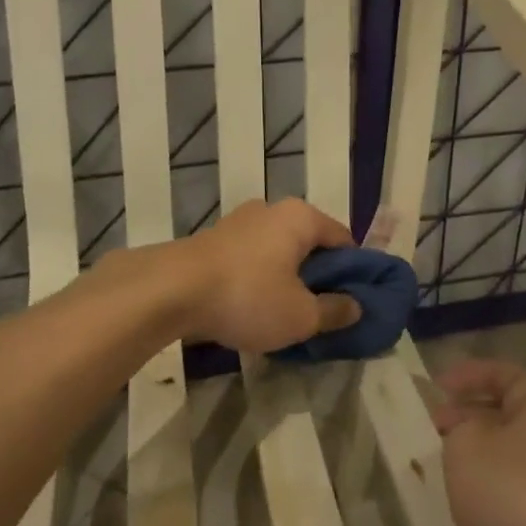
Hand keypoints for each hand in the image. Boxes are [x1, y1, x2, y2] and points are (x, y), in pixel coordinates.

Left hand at [175, 198, 362, 353]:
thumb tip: (356, 306)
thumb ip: (334, 311)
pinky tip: (253, 309)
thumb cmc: (248, 296)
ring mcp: (237, 223)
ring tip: (286, 315)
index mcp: (301, 217)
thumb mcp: (301, 316)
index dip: (354, 272)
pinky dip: (258, 280)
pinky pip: (250, 260)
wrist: (169, 292)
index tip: (353, 302)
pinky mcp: (212, 241)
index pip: (344, 240)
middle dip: (318, 277)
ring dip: (286, 280)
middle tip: (321, 312)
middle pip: (309, 245)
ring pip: (277, 253)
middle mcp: (271, 210)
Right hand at [430, 360, 525, 525]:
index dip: (462, 376)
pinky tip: (479, 511)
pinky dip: (500, 492)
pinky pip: (525, 490)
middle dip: (469, 419)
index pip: (496, 372)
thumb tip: (468, 432)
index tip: (433, 388)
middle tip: (433, 431)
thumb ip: (457, 431)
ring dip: (482, 459)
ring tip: (448, 472)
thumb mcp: (466, 449)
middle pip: (507, 412)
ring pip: (514, 454)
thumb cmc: (520, 494)